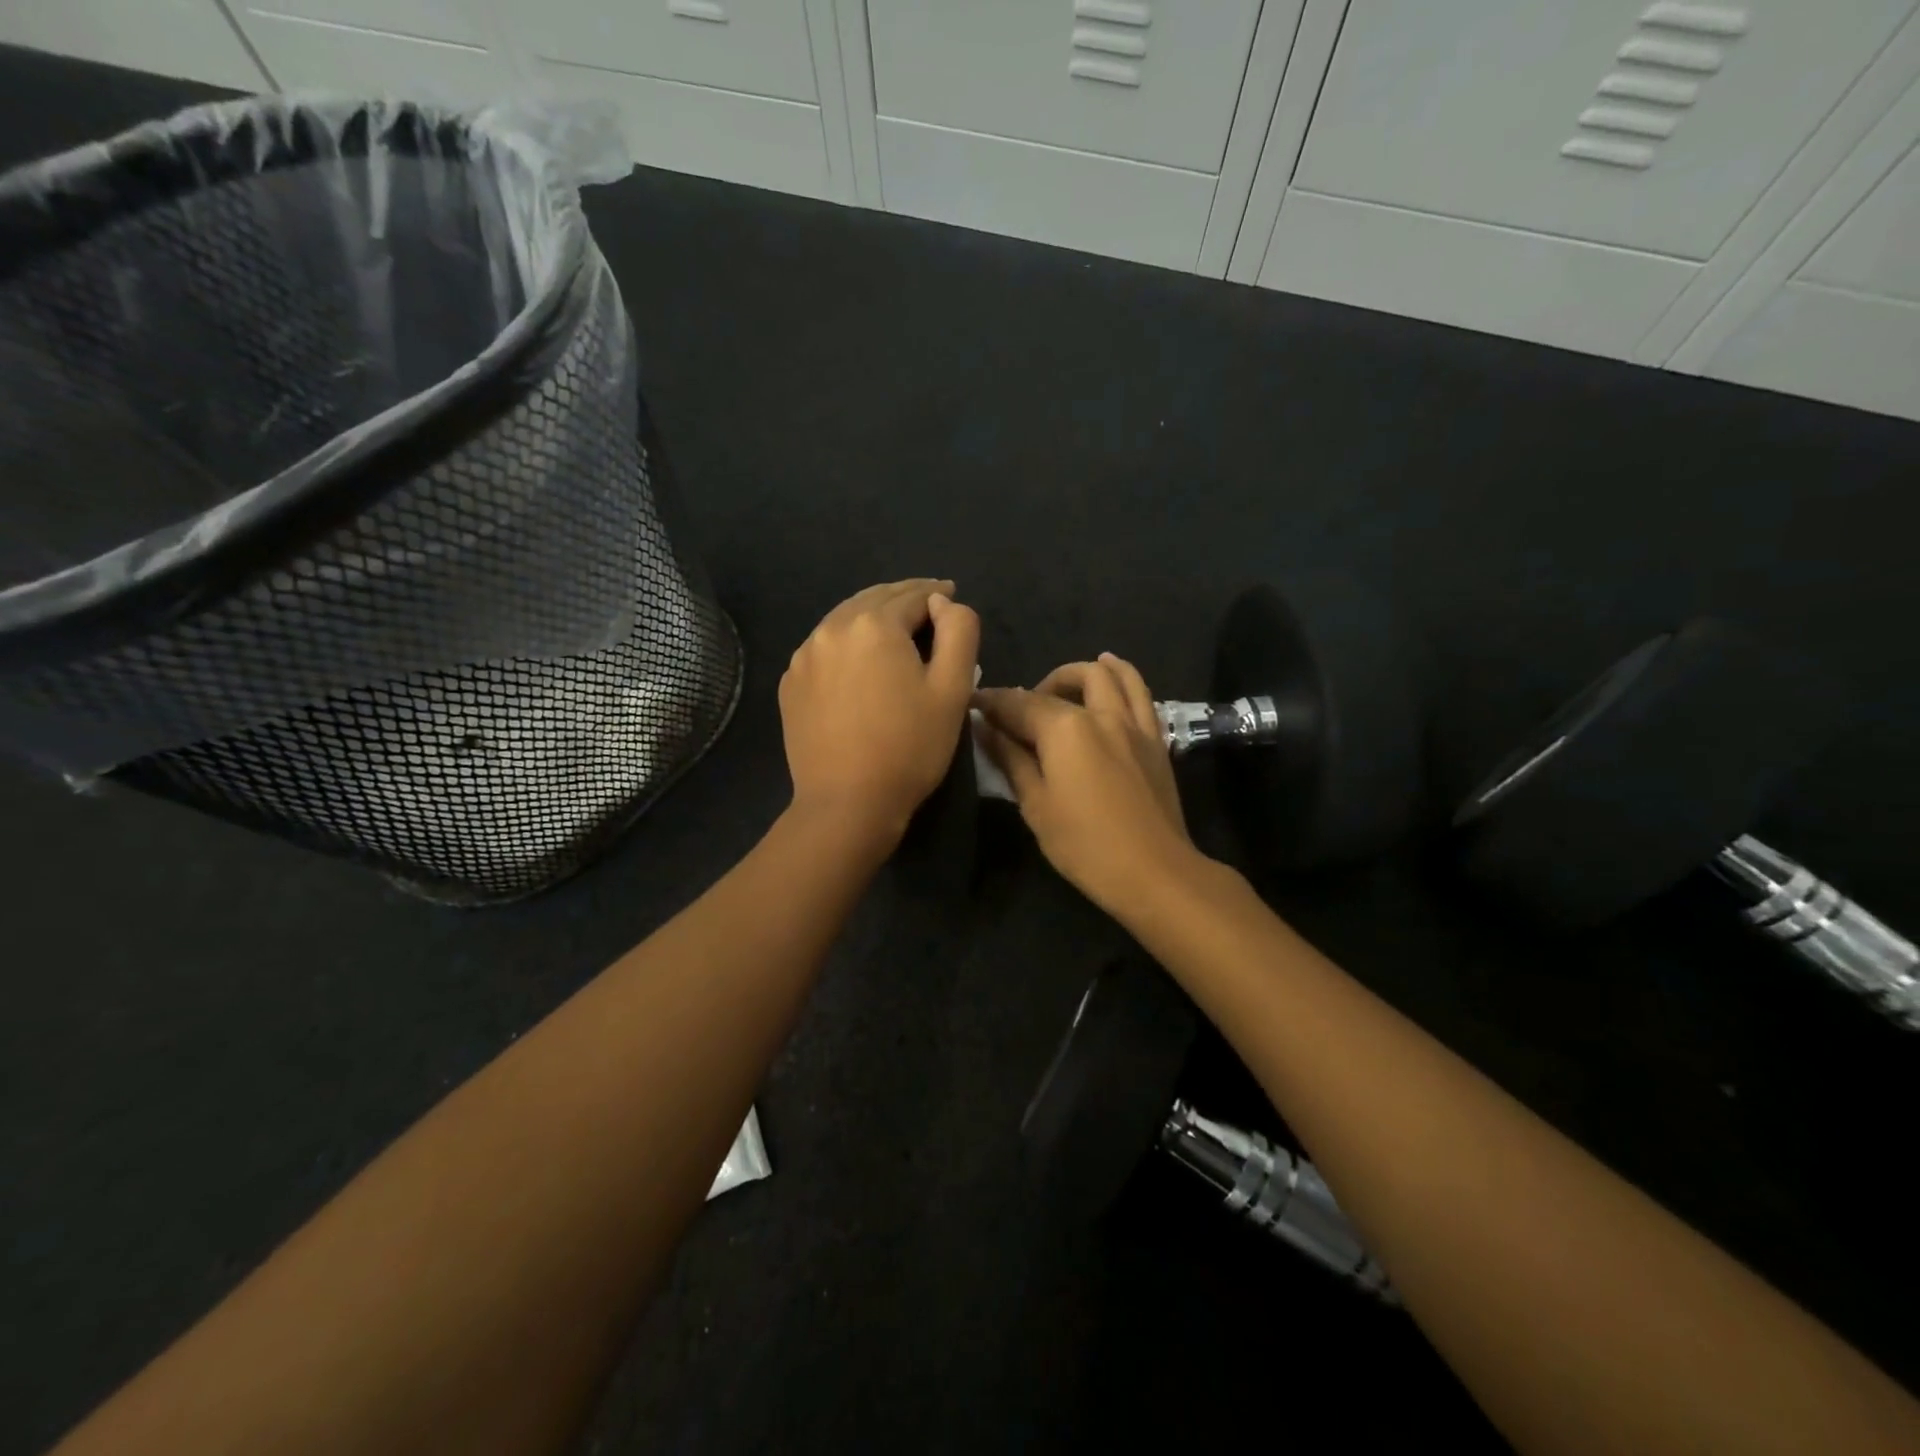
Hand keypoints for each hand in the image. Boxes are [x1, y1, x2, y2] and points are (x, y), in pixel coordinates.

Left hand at [780, 578, 980, 841]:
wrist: (847, 804)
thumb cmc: (910, 747)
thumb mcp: (953, 689)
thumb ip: (959, 631)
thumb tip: (942, 602)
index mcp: (874, 624)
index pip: (913, 595)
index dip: (937, 594)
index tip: (950, 594)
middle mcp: (832, 628)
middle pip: (874, 600)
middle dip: (903, 598)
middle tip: (926, 603)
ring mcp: (804, 656)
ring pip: (845, 620)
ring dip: (872, 617)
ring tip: (894, 628)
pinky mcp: (791, 684)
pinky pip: (824, 648)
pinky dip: (846, 643)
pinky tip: (858, 660)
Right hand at [973, 653, 1200, 911]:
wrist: (1154, 871)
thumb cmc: (1085, 845)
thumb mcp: (1036, 805)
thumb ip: (1011, 760)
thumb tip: (985, 729)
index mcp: (1064, 729)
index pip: (1018, 704)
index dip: (991, 702)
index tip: (973, 704)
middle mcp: (1100, 714)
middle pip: (1061, 686)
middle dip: (1031, 690)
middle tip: (1017, 714)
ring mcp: (1133, 723)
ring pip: (1109, 675)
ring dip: (1079, 672)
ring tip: (1062, 685)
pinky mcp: (1155, 738)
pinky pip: (1140, 692)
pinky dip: (1122, 676)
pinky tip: (1110, 677)